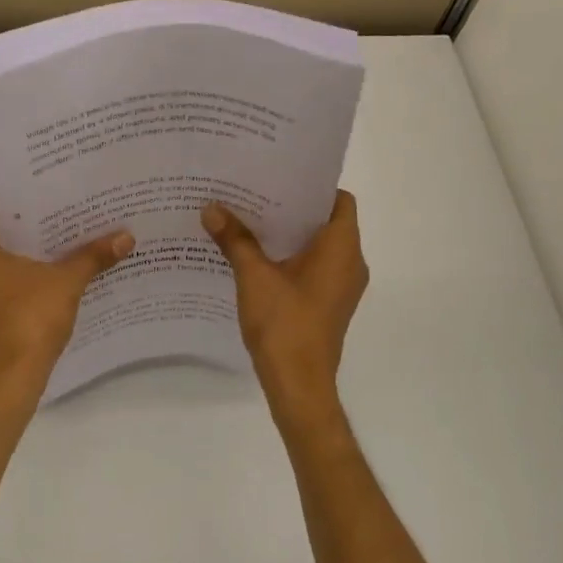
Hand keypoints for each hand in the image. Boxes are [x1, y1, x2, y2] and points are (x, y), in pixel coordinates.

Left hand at [0, 192, 133, 397]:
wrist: (10, 380)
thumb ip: (93, 255)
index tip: (52, 184)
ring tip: (73, 233)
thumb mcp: (66, 281)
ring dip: (35, 249)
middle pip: (1, 230)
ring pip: (4, 257)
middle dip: (35, 221)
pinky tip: (63, 268)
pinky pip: (6, 279)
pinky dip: (30, 272)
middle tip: (70, 205)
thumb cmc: (27, 319)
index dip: (24, 193)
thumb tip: (127, 237)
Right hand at [203, 192, 367, 422]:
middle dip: (292, 208)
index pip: (339, 199)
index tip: (280, 177)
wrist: (298, 384)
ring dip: (289, 235)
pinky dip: (292, 258)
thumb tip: (211, 207)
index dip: (313, 186)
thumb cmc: (284, 324)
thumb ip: (235, 239)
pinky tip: (257, 258)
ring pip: (319, 247)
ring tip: (250, 221)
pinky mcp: (330, 304)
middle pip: (326, 221)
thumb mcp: (254, 276)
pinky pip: (314, 268)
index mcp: (342, 248)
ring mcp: (342, 286)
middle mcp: (351, 262)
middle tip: (255, 194)